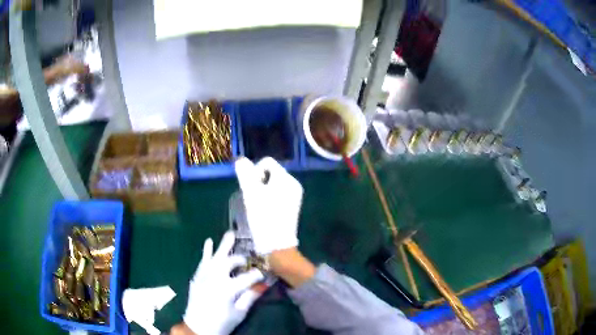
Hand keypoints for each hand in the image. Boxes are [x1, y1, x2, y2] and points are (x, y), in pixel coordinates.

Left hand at [184, 231, 263, 334]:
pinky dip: (206, 252)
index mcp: (227, 289)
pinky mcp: (197, 277)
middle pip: (229, 262)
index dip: (257, 275)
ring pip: (215, 257)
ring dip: (223, 245)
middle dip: (240, 259)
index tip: (264, 274)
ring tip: (230, 233)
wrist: (197, 328)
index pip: (247, 277)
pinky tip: (209, 242)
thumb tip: (262, 285)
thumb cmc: (221, 323)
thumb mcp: (239, 313)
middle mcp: (214, 278)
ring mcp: (203, 276)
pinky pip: (202, 262)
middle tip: (247, 260)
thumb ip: (250, 297)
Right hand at [234, 157, 303, 254]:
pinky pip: (279, 193)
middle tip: (253, 198)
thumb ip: (245, 173)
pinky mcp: (293, 205)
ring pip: (274, 184)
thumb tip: (240, 159)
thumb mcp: (250, 193)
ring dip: (263, 190)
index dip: (254, 171)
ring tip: (258, 205)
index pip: (267, 162)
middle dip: (258, 181)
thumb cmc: (263, 217)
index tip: (250, 188)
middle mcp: (294, 183)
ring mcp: (295, 195)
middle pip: (271, 172)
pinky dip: (269, 197)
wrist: (277, 245)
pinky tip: (265, 210)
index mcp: (286, 178)